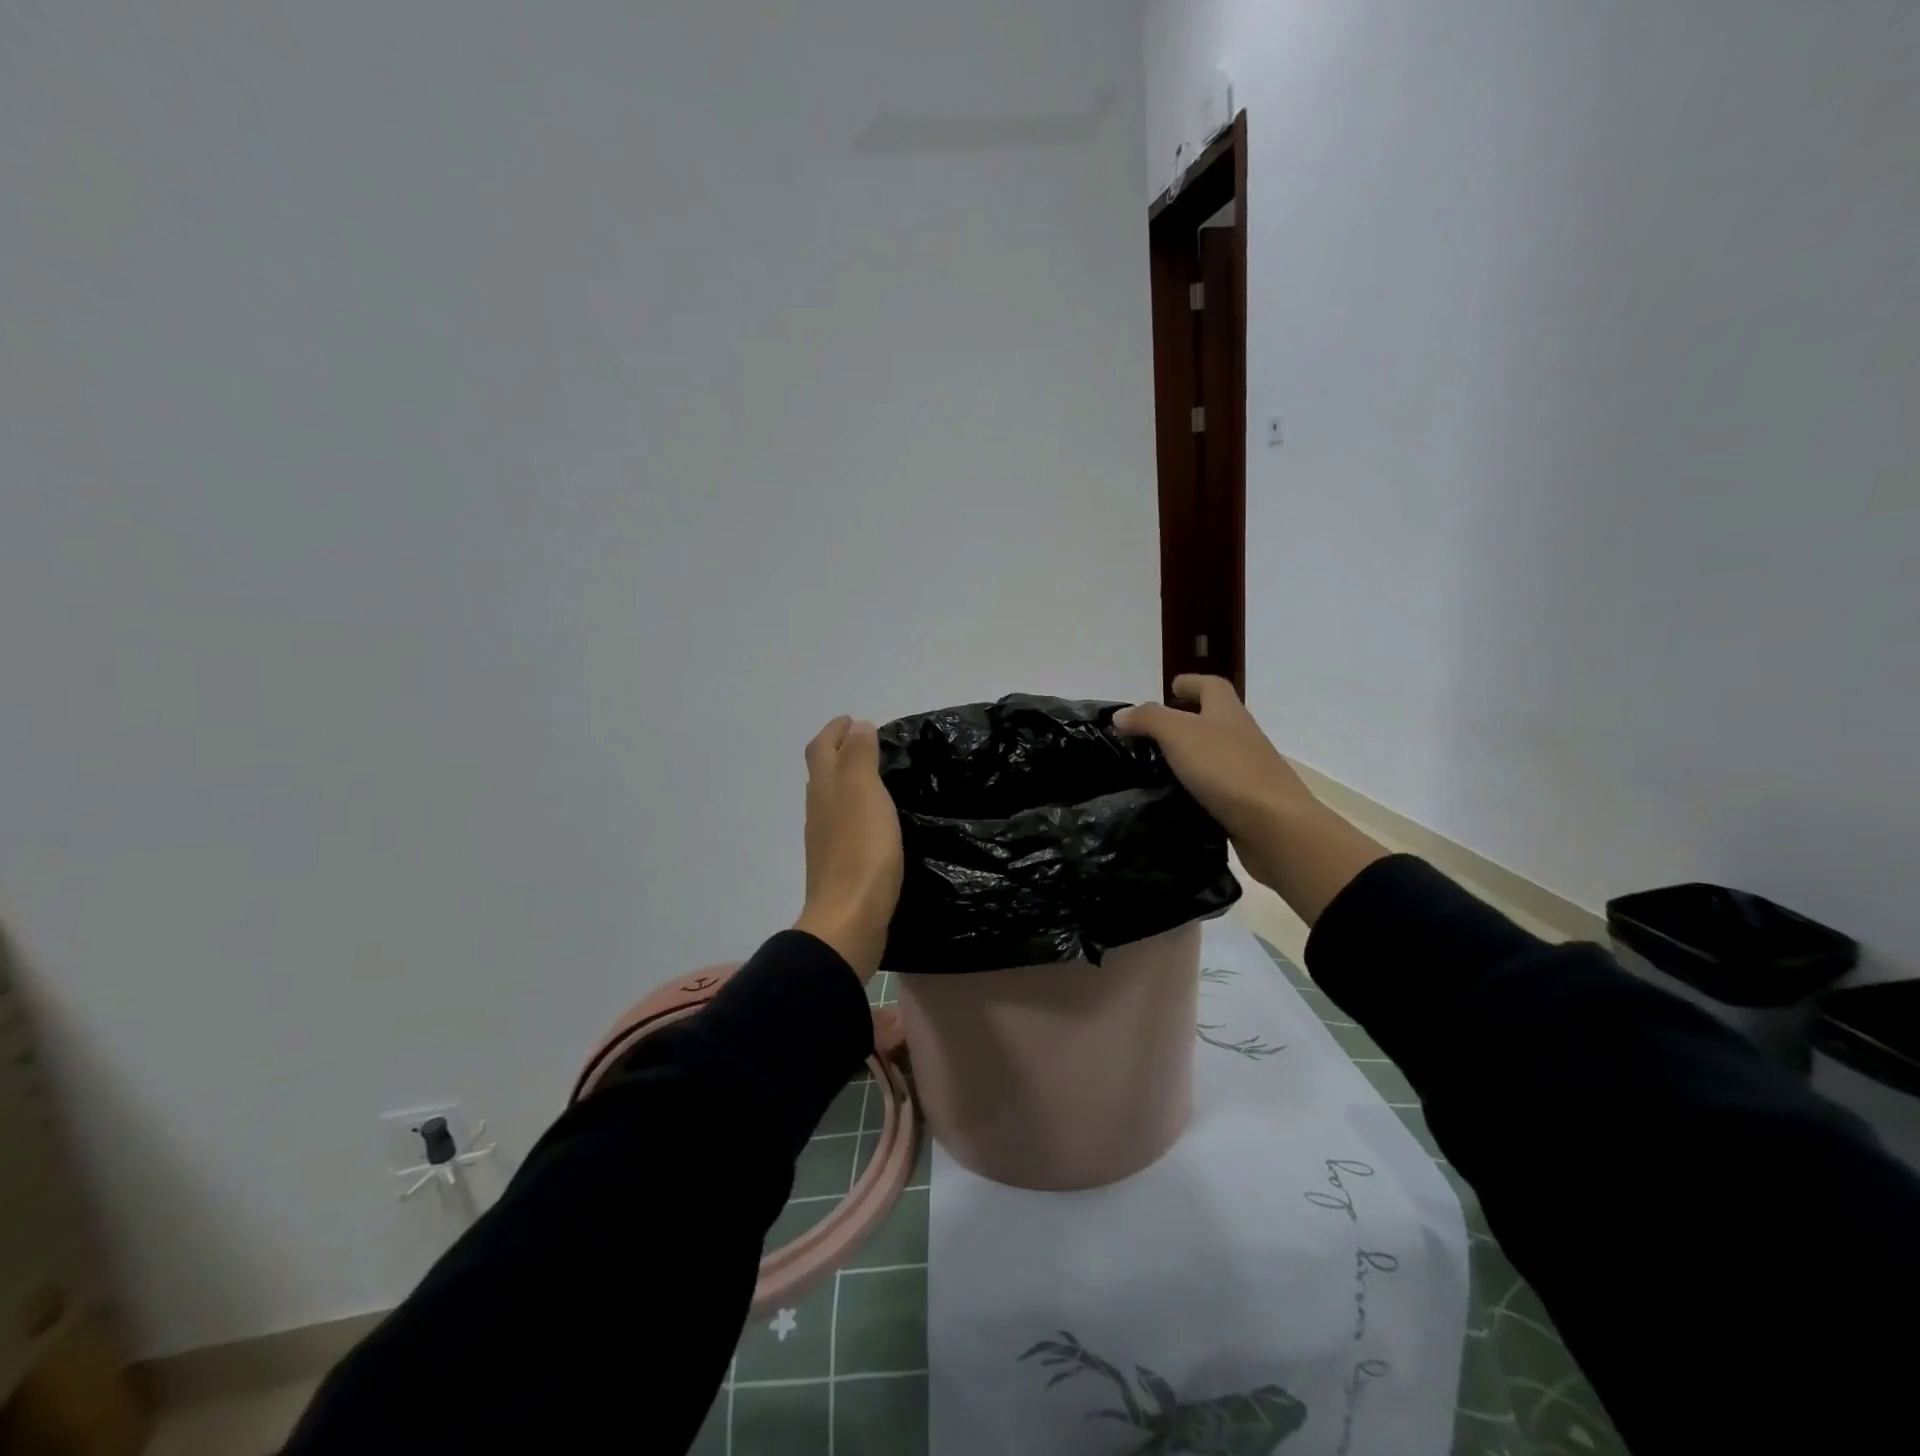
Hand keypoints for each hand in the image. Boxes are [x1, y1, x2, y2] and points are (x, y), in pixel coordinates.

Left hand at [795, 716, 902, 979]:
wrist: (850, 918)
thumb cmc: (860, 849)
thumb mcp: (863, 791)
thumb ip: (859, 756)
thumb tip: (857, 727)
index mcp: (824, 788)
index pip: (822, 748)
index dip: (834, 731)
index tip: (852, 720)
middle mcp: (819, 810)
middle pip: (822, 772)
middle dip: (839, 751)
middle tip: (866, 742)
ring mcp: (825, 840)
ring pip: (831, 799)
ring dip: (847, 781)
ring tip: (874, 776)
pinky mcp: (838, 865)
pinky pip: (844, 825)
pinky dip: (855, 810)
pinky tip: (873, 820)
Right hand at [1114, 676, 1310, 877]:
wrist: (1274, 825)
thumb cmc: (1226, 769)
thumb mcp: (1179, 734)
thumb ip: (1149, 719)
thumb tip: (1121, 715)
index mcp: (1228, 713)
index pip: (1211, 686)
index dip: (1191, 683)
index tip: (1170, 687)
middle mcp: (1241, 737)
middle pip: (1214, 719)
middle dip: (1186, 719)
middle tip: (1151, 731)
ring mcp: (1247, 771)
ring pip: (1214, 754)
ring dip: (1189, 756)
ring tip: (1155, 767)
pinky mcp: (1246, 802)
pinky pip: (1216, 787)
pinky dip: (1196, 788)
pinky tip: (1175, 799)